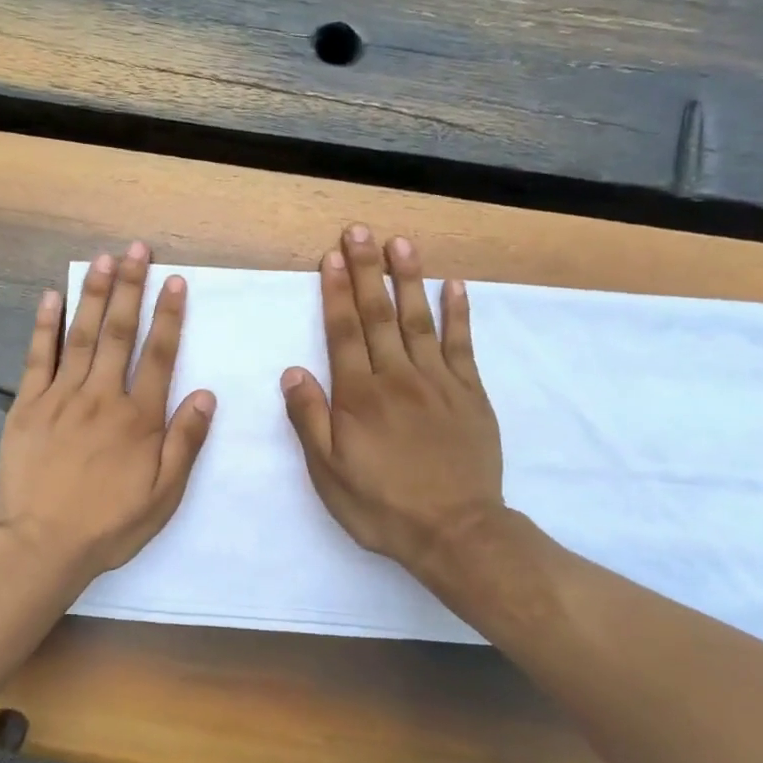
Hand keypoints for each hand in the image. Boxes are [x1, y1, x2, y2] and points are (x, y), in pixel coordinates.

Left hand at [0, 241, 215, 589]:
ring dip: (93, 294)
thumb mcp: (164, 495)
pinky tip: (51, 296)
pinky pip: (38, 358)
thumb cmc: (109, 524)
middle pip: (118, 332)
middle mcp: (102, 396)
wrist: (41, 544)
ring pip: (81, 335)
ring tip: (102, 260)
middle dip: (129, 287)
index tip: (174, 281)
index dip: (168, 315)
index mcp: (139, 418)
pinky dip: (45, 325)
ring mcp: (60, 397)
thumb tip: (207, 395)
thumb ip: (186, 443)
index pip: (159, 355)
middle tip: (135, 250)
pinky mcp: (27, 406)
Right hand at [281, 225, 505, 594]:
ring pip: (419, 319)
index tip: (331, 256)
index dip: (335, 292)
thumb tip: (292, 371)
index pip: (343, 333)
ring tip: (400, 243)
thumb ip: (309, 420)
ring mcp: (438, 382)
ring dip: (408, 279)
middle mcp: (397, 378)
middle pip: (378, 315)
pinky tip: (455, 285)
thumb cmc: (382, 506)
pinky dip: (458, 313)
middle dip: (366, 270)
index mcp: (359, 396)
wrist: (455, 531)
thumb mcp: (329, 473)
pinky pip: (462, 345)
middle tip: (359, 231)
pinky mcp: (470, 394)